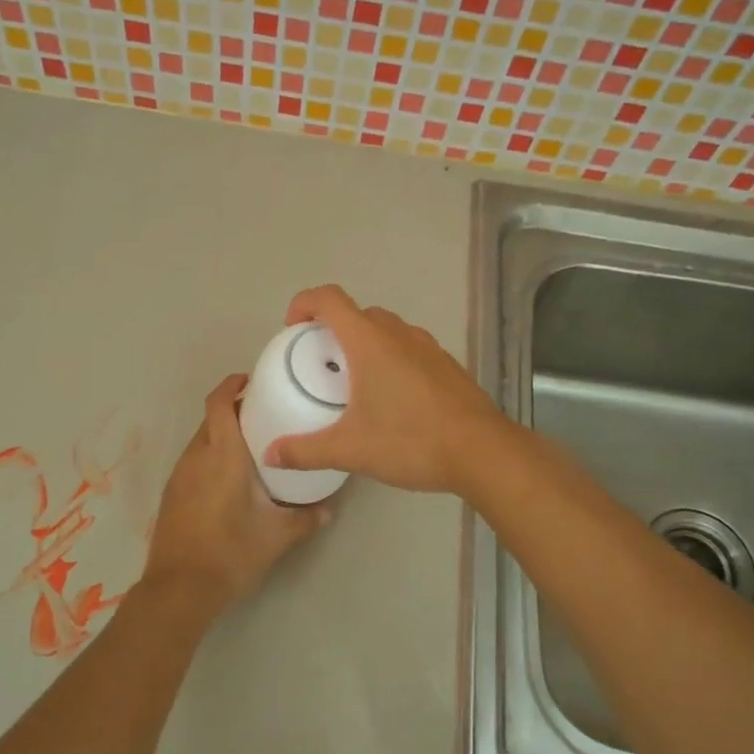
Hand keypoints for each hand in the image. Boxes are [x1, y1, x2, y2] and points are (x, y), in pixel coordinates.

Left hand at [141, 375, 330, 619]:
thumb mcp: (277, 536)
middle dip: (234, 411)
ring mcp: (179, 476)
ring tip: (253, 447)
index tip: (252, 380)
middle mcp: (196, 457)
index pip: (219, 403)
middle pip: (212, 419)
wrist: (179, 589)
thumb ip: (306, 519)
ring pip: (201, 441)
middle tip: (266, 416)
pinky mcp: (172, 495)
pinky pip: (194, 462)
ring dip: (222, 436)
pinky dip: (211, 457)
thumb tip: (330, 509)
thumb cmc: (231, 552)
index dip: (232, 385)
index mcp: (222, 455)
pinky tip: (230, 479)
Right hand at [264, 285, 506, 494]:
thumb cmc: (411, 441)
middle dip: (333, 329)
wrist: (482, 452)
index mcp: (370, 342)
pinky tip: (393, 400)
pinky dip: (392, 359)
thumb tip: (270, 454)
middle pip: (358, 313)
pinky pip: (410, 348)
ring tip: (355, 384)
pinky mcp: (448, 365)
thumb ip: (306, 450)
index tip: (292, 330)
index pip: (329, 299)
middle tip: (321, 365)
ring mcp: (429, 347)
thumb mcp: (350, 450)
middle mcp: (399, 334)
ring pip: (387, 330)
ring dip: (365, 344)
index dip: (304, 304)